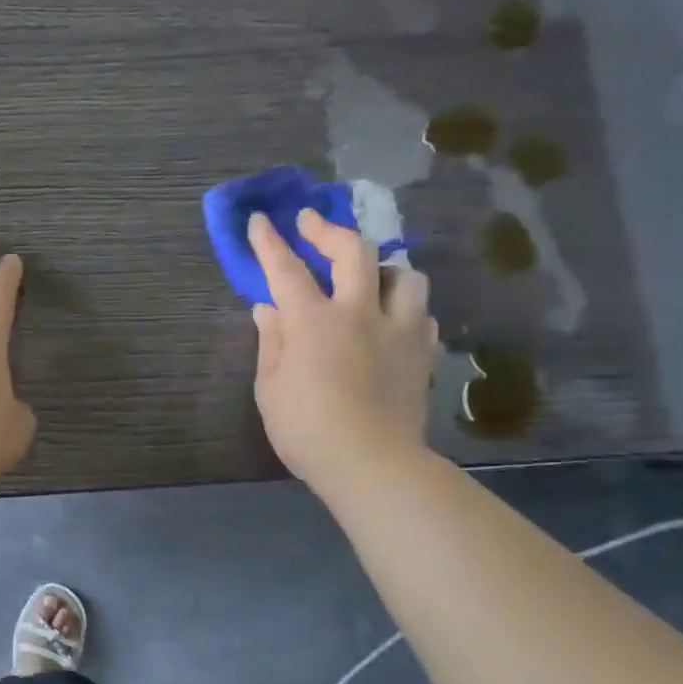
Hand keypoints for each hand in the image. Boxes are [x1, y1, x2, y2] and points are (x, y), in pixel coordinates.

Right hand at [248, 210, 437, 491]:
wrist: (372, 463)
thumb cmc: (306, 429)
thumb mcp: (270, 387)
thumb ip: (271, 342)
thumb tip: (268, 309)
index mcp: (313, 321)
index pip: (286, 269)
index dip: (270, 242)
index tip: (260, 220)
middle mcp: (359, 313)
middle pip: (353, 251)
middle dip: (328, 230)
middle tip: (312, 223)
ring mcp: (399, 330)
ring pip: (403, 275)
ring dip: (381, 268)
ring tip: (367, 277)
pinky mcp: (422, 353)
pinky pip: (420, 314)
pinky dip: (403, 309)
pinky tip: (391, 321)